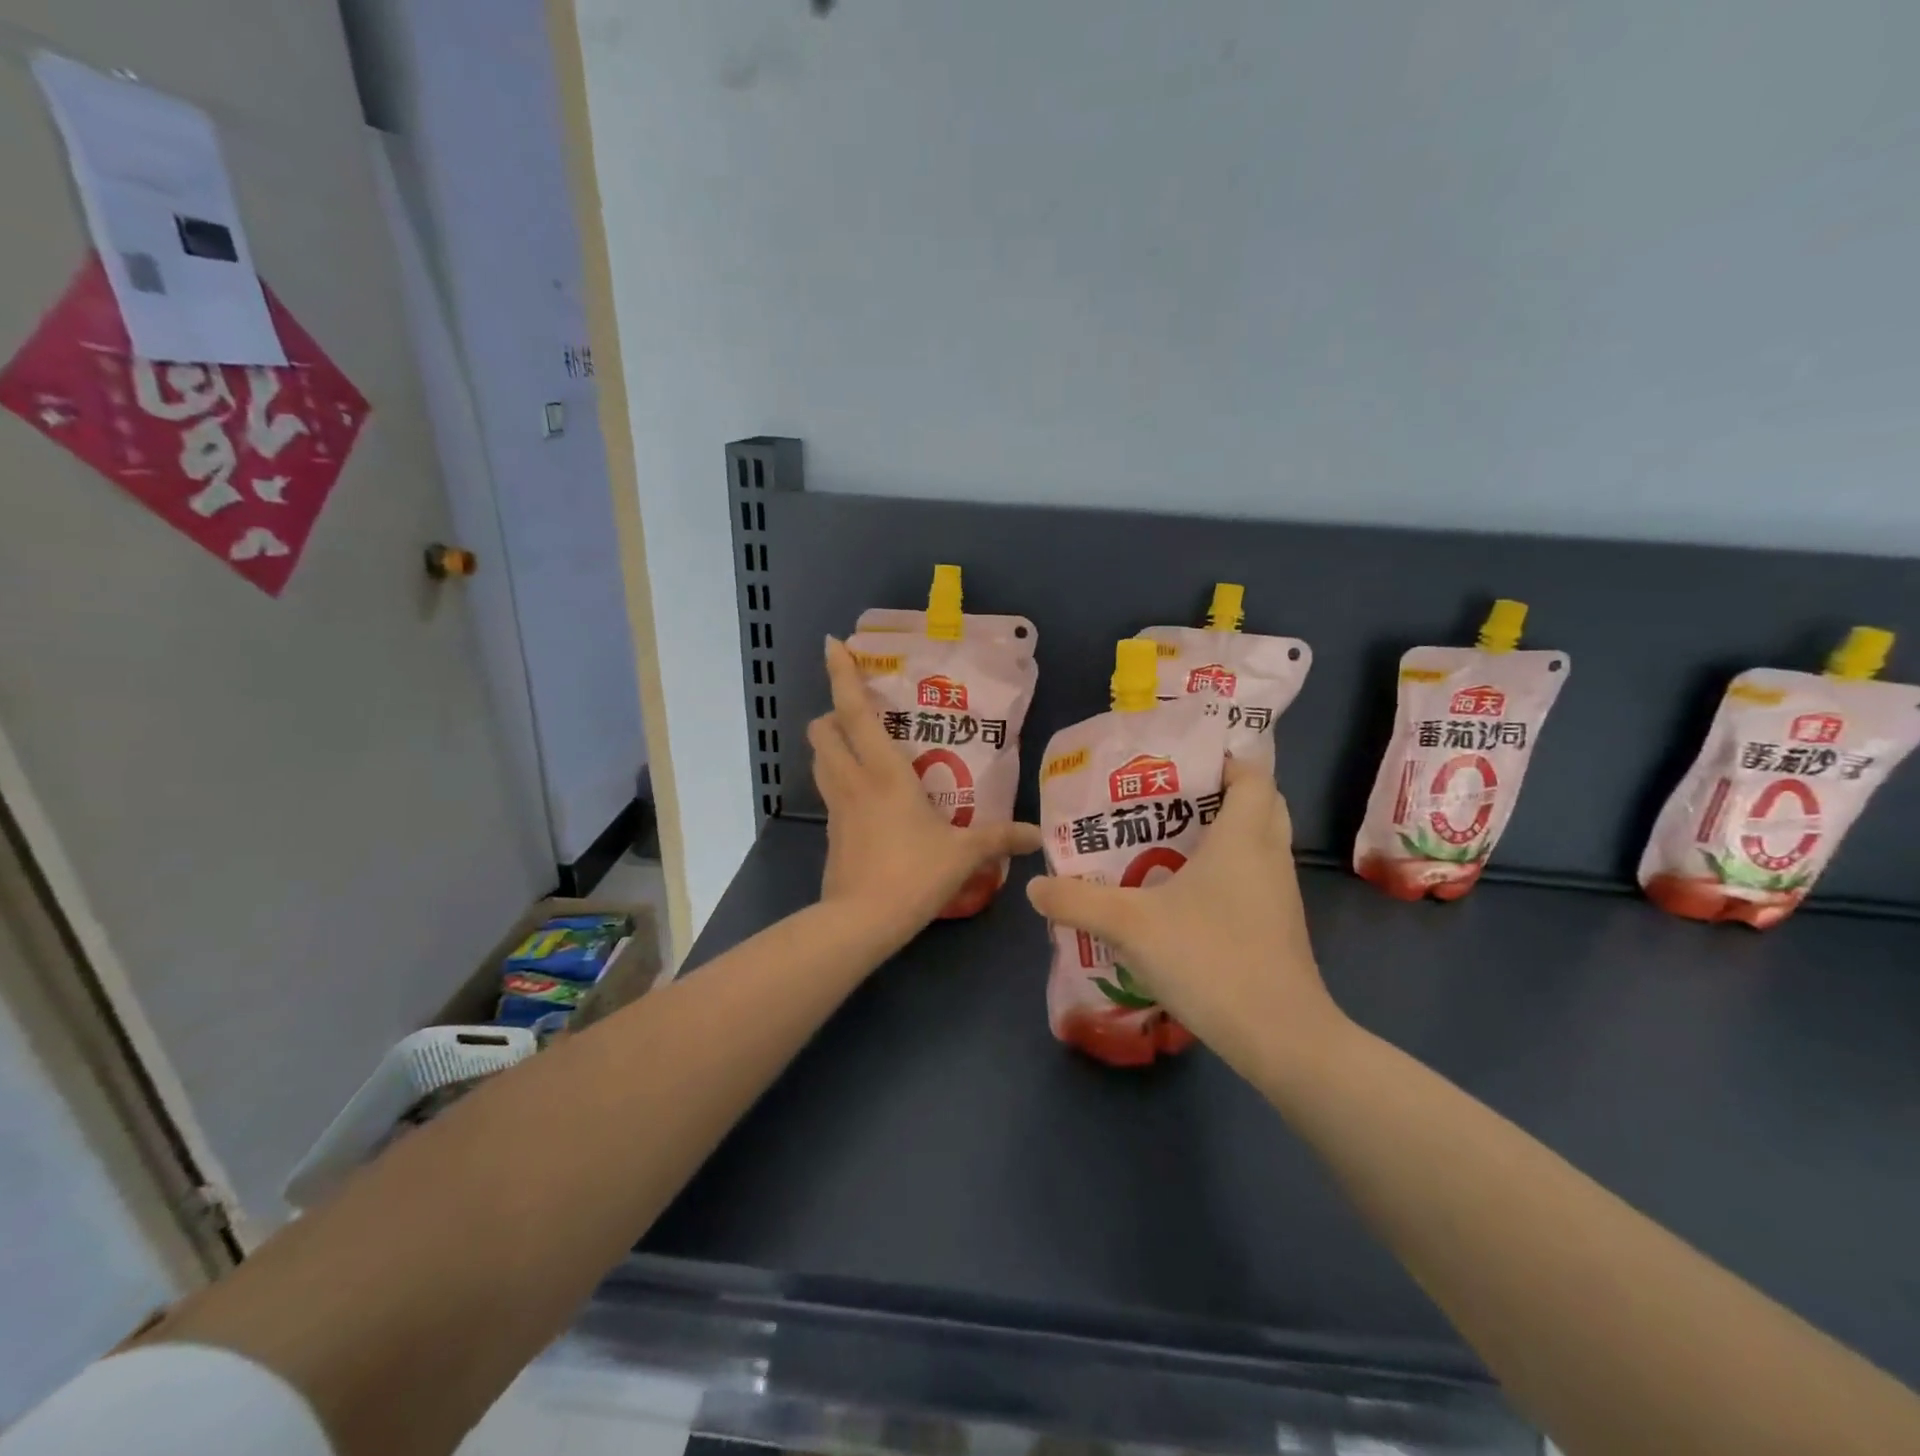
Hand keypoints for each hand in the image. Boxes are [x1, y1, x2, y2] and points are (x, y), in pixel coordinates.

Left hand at [809, 638, 1041, 945]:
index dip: (842, 675)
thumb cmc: (913, 874)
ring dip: (830, 744)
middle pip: (822, 730)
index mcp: (883, 772)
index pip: (855, 712)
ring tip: (858, 746)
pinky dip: (838, 780)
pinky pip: (829, 791)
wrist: (861, 921)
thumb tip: (1037, 836)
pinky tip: (864, 796)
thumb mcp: (963, 855)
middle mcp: (852, 780)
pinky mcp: (830, 832)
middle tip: (859, 714)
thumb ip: (999, 839)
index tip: (833, 646)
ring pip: (818, 759)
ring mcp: (836, 807)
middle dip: (832, 713)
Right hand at [1026, 756, 1345, 1077]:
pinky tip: (1182, 894)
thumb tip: (1034, 887)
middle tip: (1168, 799)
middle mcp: (1269, 855)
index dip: (1223, 759)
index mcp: (1243, 837)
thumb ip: (1078, 901)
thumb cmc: (1211, 959)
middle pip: (1260, 802)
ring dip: (1222, 833)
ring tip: (1165, 839)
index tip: (1180, 764)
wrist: (1280, 1038)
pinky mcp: (1278, 926)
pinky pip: (1254, 876)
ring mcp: (1279, 894)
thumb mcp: (1131, 926)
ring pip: (1258, 842)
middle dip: (1220, 792)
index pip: (1252, 774)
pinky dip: (1226, 870)